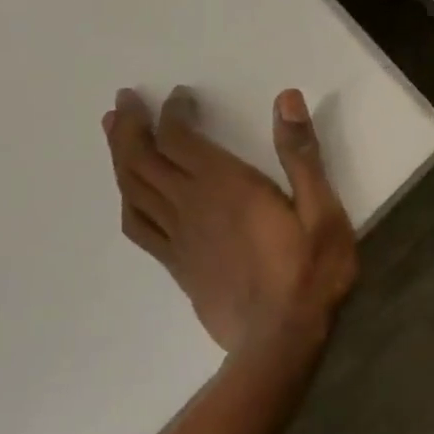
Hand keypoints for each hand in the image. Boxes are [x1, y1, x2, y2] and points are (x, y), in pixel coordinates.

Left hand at [103, 86, 358, 353]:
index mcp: (226, 186)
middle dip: (131, 125)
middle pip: (143, 158)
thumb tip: (286, 99)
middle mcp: (192, 205)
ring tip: (111, 131)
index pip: (181, 139)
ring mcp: (178, 237)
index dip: (173, 112)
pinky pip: (137, 226)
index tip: (180, 94)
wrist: (280, 339)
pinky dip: (126, 201)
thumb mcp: (321, 209)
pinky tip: (127, 193)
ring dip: (118, 155)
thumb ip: (301, 155)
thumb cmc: (310, 271)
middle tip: (123, 100)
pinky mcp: (176, 264)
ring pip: (132, 188)